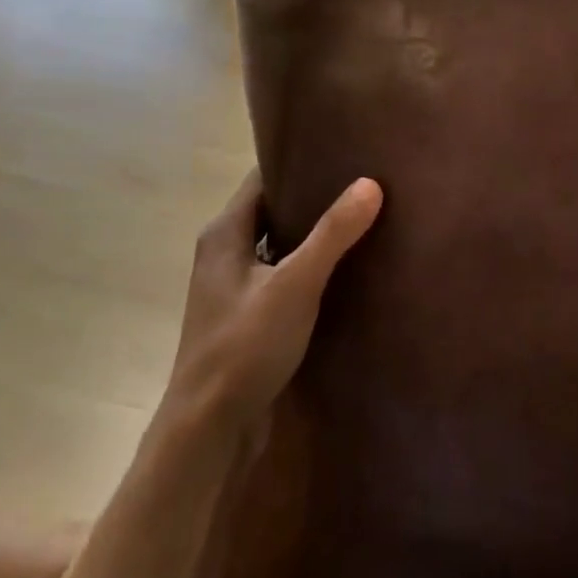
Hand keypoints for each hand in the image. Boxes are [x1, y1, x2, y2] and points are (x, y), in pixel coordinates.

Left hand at [167, 169, 383, 429]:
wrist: (208, 429)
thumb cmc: (244, 347)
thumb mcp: (294, 285)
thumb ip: (332, 234)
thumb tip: (370, 183)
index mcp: (225, 232)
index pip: (263, 176)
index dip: (298, 160)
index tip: (342, 149)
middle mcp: (224, 250)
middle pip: (272, 207)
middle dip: (313, 195)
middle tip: (362, 180)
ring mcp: (234, 285)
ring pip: (278, 242)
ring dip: (312, 232)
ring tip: (362, 217)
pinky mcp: (247, 314)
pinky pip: (281, 273)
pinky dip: (308, 265)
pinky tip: (344, 269)